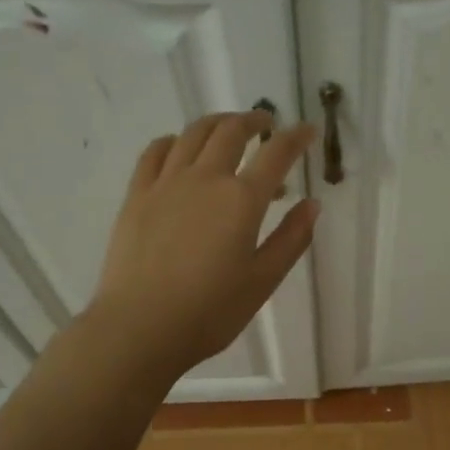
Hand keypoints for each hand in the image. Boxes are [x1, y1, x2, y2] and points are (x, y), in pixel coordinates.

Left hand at [88, 111, 318, 378]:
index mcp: (242, 200)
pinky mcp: (137, 195)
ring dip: (217, 123)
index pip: (277, 154)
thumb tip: (312, 204)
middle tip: (267, 125)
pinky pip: (155, 151)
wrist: (140, 328)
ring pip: (193, 134)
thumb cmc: (210, 311)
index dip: (296, 137)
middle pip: (231, 131)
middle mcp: (205, 179)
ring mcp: (166, 183)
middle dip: (254, 121)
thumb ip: (291, 238)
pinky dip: (175, 140)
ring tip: (228, 129)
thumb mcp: (263, 280)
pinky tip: (180, 148)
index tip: (308, 130)